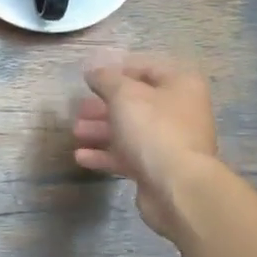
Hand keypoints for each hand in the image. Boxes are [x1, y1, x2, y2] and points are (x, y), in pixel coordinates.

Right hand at [72, 54, 219, 241]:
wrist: (177, 186)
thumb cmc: (153, 129)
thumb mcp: (124, 95)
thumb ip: (105, 79)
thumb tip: (93, 72)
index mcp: (180, 85)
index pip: (146, 69)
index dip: (117, 71)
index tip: (90, 78)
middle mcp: (179, 111)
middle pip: (135, 103)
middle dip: (103, 105)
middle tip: (79, 109)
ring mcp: (169, 142)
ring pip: (130, 131)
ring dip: (101, 130)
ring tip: (75, 132)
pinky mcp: (158, 169)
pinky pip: (129, 156)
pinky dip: (105, 155)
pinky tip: (81, 156)